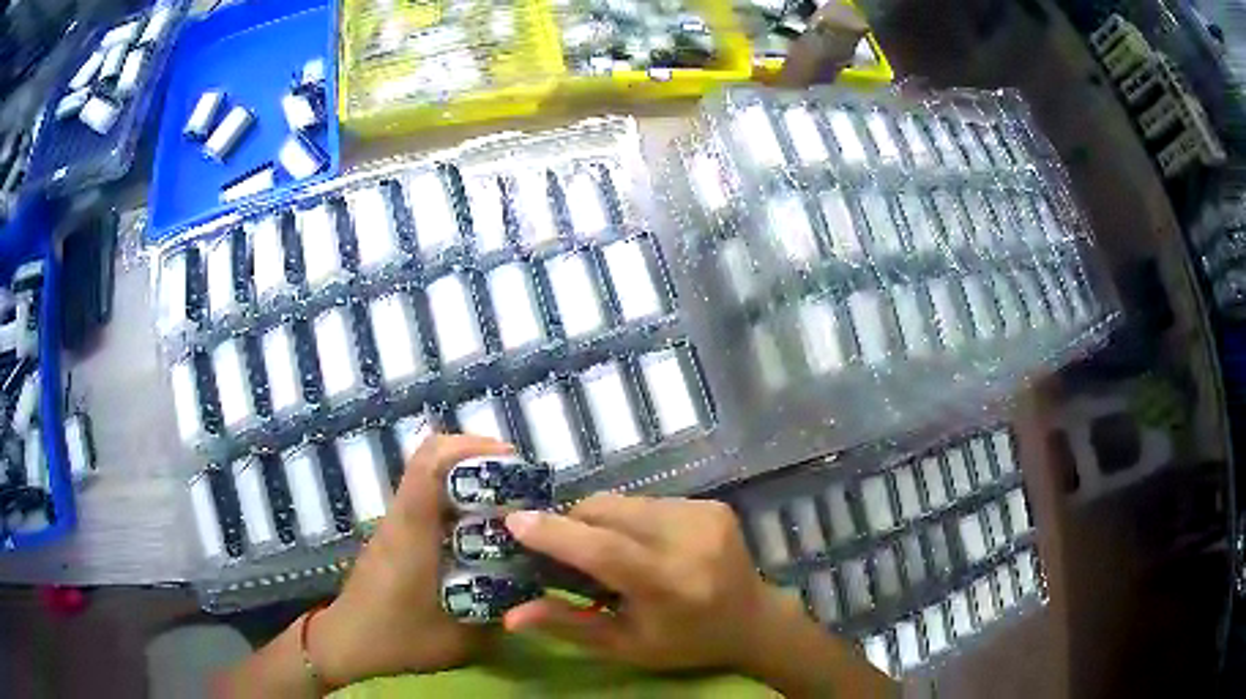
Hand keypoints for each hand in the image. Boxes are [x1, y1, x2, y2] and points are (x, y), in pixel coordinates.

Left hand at [310, 434, 512, 685]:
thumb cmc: (398, 638)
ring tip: (505, 500)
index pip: (430, 464)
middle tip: (516, 480)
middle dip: (475, 456)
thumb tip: (534, 593)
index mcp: (413, 530)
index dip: (469, 448)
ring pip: (428, 475)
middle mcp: (402, 516)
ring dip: (466, 476)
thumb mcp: (459, 638)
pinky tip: (480, 529)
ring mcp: (396, 523)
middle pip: (429, 457)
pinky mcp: (396, 535)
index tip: (509, 458)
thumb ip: (498, 614)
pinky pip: (426, 498)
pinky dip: (455, 498)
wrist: (348, 642)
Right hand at [502, 494, 774, 672]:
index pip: (605, 551)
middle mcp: (690, 541)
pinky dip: (629, 519)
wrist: (753, 620)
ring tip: (606, 552)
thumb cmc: (685, 642)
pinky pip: (647, 501)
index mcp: (670, 586)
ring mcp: (704, 516)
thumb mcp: (625, 646)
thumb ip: (569, 625)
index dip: (556, 534)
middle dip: (572, 524)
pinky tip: (641, 545)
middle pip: (608, 513)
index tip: (513, 522)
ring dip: (600, 521)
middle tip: (559, 549)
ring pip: (624, 502)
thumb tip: (511, 616)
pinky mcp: (710, 504)